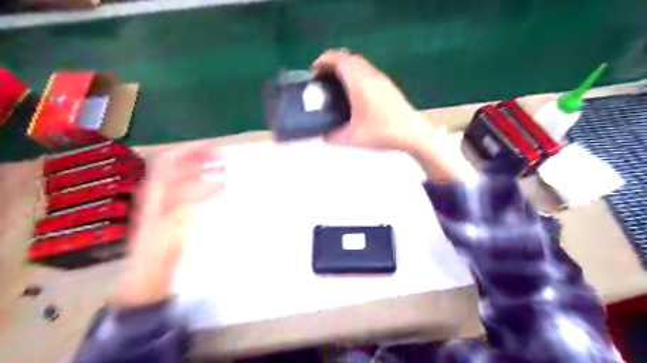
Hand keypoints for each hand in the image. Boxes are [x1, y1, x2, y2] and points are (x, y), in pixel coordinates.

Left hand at [115, 142, 224, 306]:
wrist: (147, 275)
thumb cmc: (160, 252)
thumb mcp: (175, 224)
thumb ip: (193, 200)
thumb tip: (218, 184)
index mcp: (155, 193)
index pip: (169, 162)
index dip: (189, 151)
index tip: (212, 147)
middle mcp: (157, 193)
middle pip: (176, 167)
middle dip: (199, 158)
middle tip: (222, 158)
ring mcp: (163, 203)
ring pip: (182, 178)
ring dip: (201, 170)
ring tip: (222, 169)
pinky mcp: (171, 213)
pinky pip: (187, 191)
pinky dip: (203, 185)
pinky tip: (216, 189)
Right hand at [313, 50, 472, 182]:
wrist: (412, 133)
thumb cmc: (382, 132)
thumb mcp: (353, 138)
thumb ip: (333, 137)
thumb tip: (322, 135)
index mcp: (360, 82)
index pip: (339, 60)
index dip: (323, 60)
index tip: (313, 70)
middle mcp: (370, 75)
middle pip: (348, 58)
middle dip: (332, 63)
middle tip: (322, 77)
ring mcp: (381, 79)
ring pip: (359, 63)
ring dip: (345, 67)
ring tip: (335, 83)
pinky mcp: (387, 85)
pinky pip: (367, 70)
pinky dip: (355, 73)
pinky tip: (354, 91)